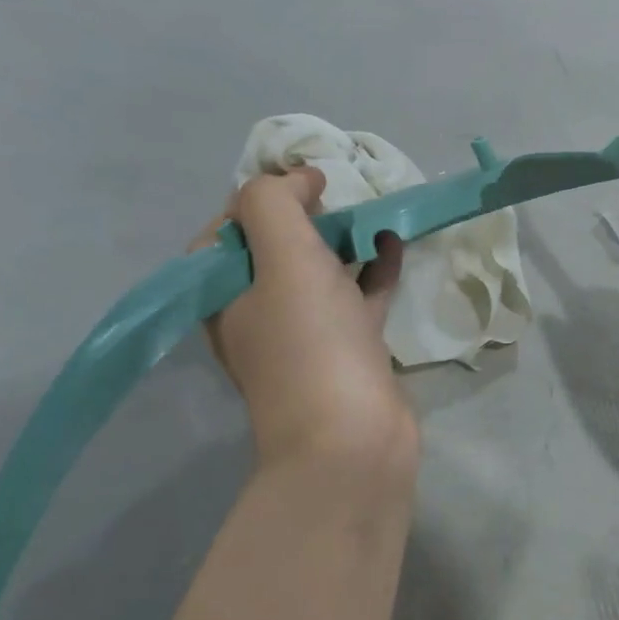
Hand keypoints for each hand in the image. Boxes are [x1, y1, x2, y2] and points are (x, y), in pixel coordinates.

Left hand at [194, 168, 417, 491]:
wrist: (352, 440)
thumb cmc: (311, 344)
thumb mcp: (284, 259)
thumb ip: (276, 203)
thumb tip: (299, 179)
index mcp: (223, 294)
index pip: (227, 229)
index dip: (263, 198)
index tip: (308, 185)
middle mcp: (255, 313)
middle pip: (274, 248)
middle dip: (307, 215)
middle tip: (342, 195)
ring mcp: (303, 335)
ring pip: (318, 273)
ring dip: (343, 240)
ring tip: (373, 211)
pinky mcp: (347, 350)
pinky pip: (356, 298)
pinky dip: (373, 270)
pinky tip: (395, 245)